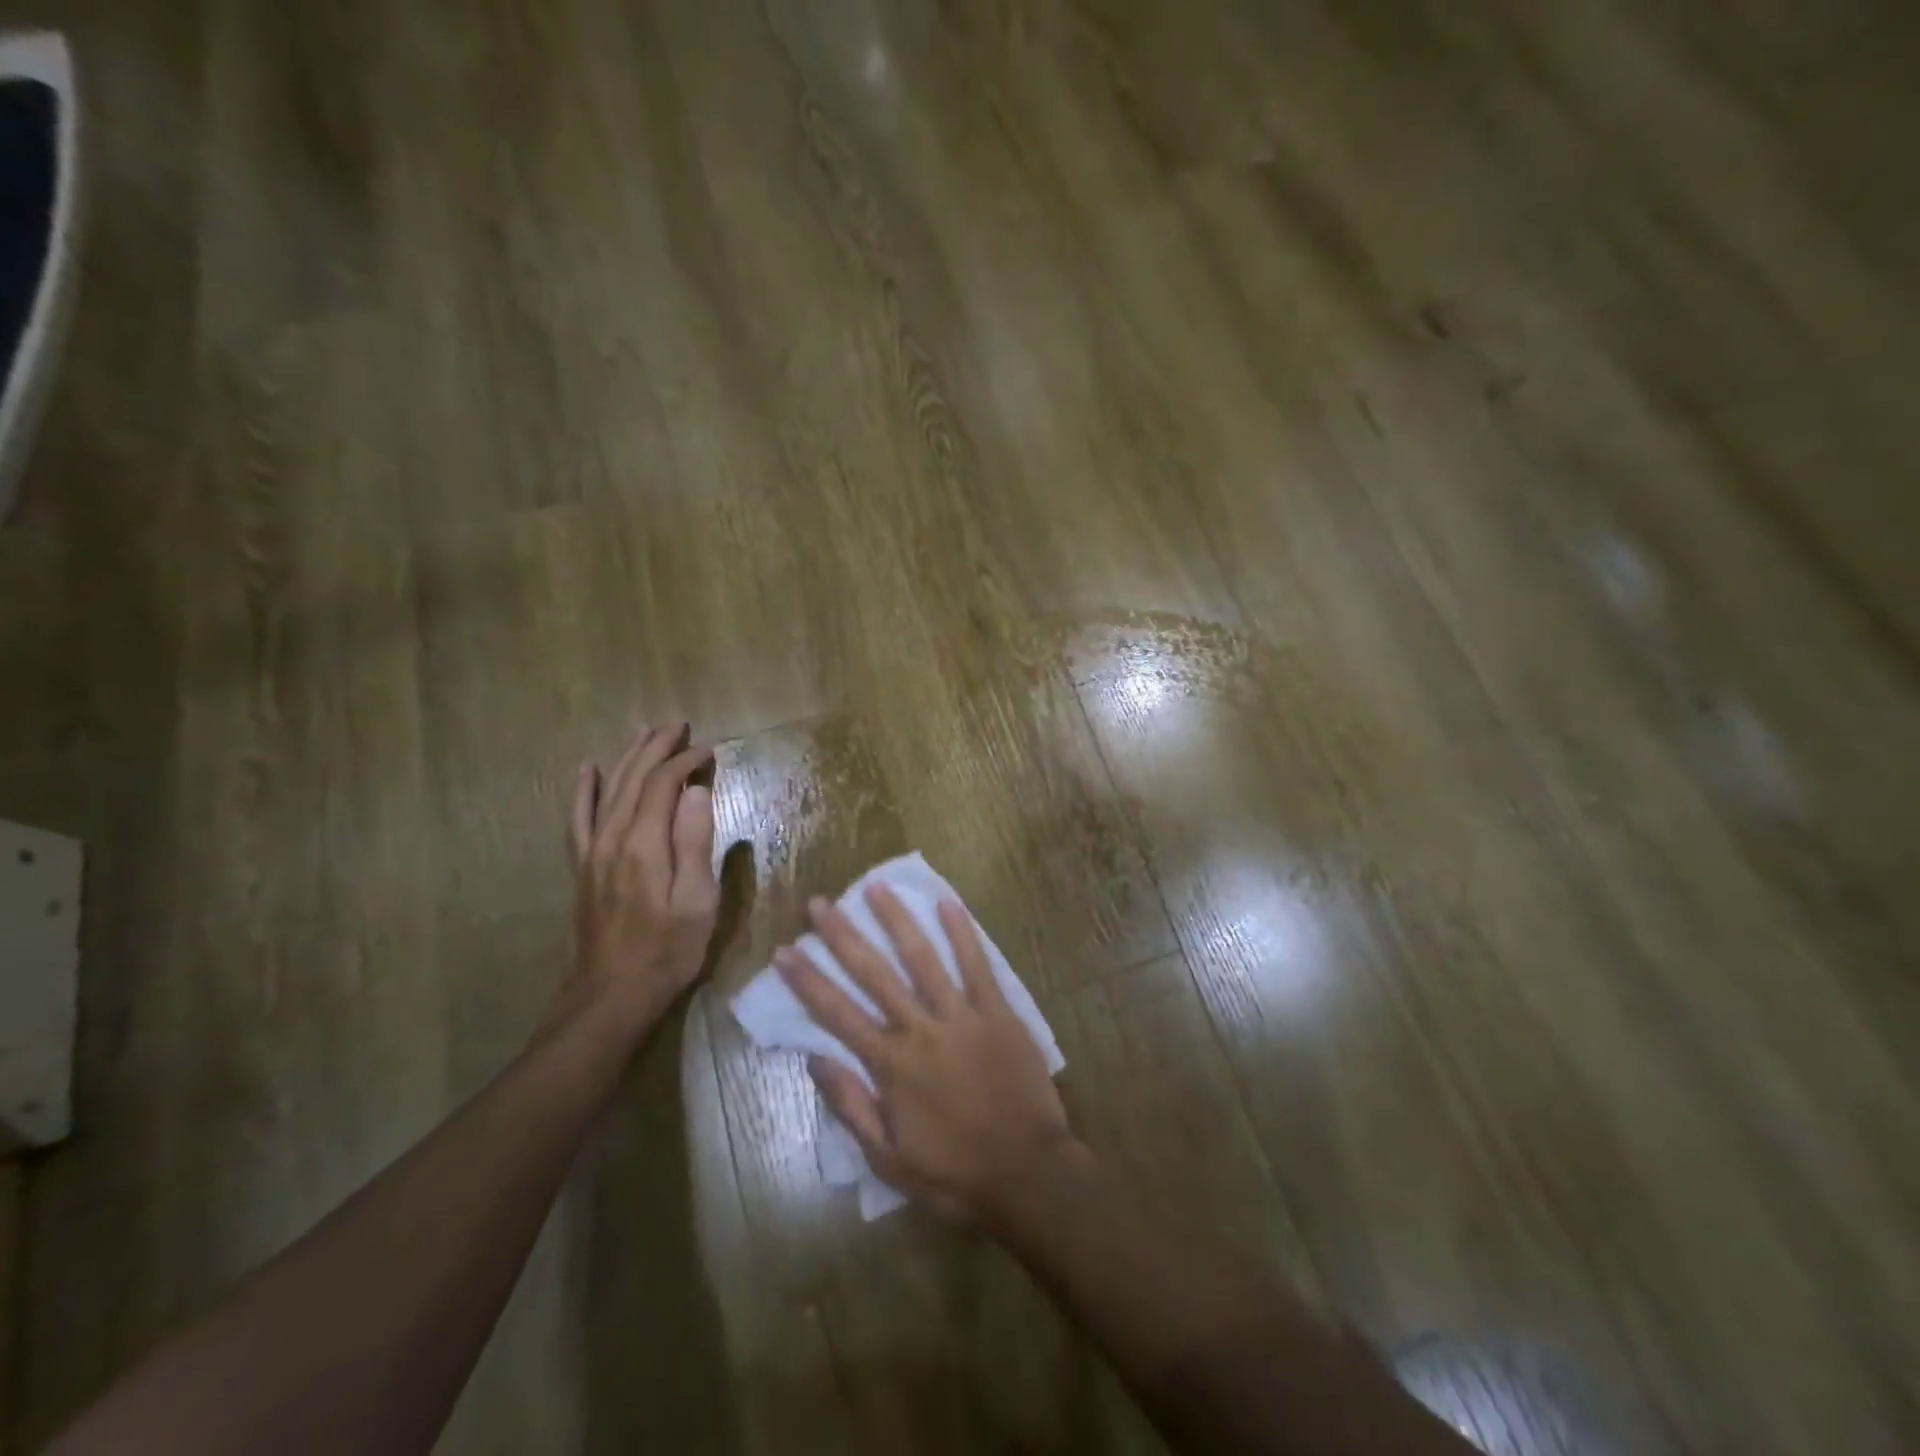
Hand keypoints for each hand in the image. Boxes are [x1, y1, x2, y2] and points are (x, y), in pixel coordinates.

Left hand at [567, 724, 718, 1034]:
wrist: (611, 996)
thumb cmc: (668, 951)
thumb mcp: (697, 901)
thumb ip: (695, 842)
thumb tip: (696, 791)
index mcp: (644, 843)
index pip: (665, 784)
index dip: (687, 762)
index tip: (712, 750)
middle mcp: (613, 837)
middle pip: (634, 778)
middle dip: (658, 748)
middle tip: (679, 726)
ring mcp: (593, 851)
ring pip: (609, 789)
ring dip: (629, 757)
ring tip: (646, 733)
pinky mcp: (584, 867)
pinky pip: (580, 818)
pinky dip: (585, 790)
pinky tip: (588, 770)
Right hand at [775, 886, 1081, 1218]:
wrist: (1027, 1173)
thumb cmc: (953, 1172)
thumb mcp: (888, 1157)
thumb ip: (851, 1105)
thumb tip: (815, 1059)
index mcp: (891, 1066)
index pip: (837, 1014)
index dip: (807, 981)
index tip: (783, 950)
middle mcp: (920, 1030)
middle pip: (874, 974)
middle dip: (842, 936)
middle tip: (820, 903)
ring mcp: (961, 1016)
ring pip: (923, 957)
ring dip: (896, 920)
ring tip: (875, 887)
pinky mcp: (997, 1012)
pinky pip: (977, 965)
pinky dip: (962, 932)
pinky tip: (947, 902)